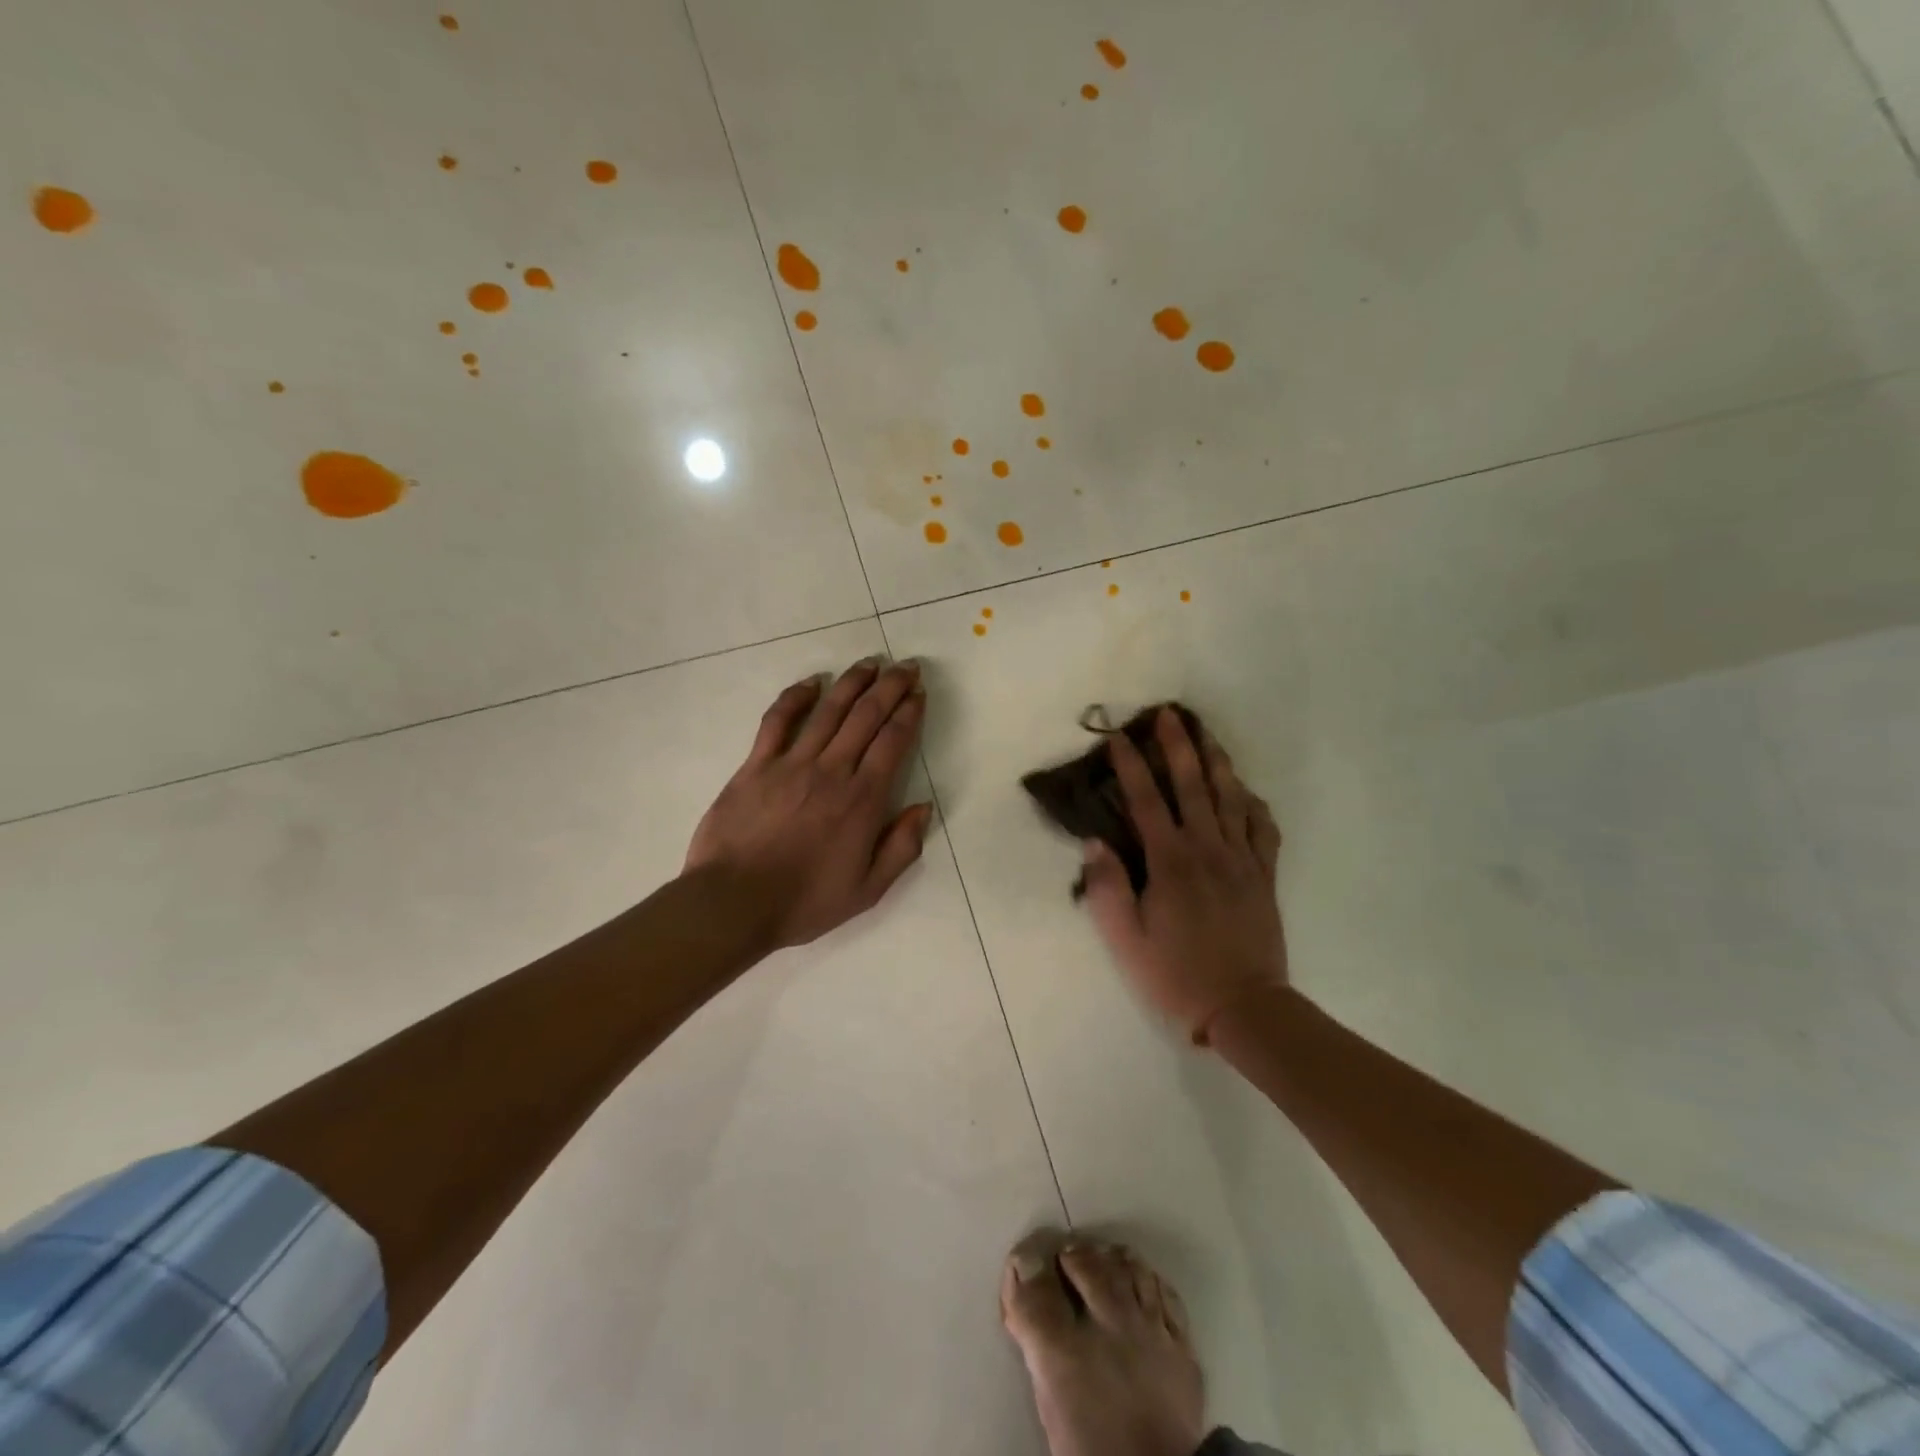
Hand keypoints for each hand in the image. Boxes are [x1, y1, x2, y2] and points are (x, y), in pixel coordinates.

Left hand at [685, 657, 932, 950]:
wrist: (733, 904)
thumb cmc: (804, 901)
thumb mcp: (867, 890)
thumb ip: (900, 848)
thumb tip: (923, 807)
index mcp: (862, 800)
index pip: (893, 742)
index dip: (909, 713)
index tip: (919, 693)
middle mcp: (832, 771)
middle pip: (866, 717)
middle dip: (890, 687)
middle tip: (905, 666)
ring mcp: (791, 763)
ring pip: (828, 711)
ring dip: (852, 683)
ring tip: (870, 663)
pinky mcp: (756, 765)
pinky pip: (778, 721)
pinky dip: (795, 697)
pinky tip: (811, 683)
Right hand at [1081, 708, 1285, 1041]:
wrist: (1244, 1006)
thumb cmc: (1176, 974)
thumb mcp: (1125, 939)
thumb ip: (1107, 888)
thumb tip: (1094, 842)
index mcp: (1171, 861)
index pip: (1146, 801)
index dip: (1130, 766)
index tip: (1118, 737)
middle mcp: (1208, 849)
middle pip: (1193, 786)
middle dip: (1179, 746)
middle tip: (1170, 714)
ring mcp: (1241, 860)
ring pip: (1231, 798)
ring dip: (1217, 762)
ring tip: (1208, 736)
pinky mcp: (1264, 876)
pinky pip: (1262, 828)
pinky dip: (1253, 804)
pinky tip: (1245, 793)